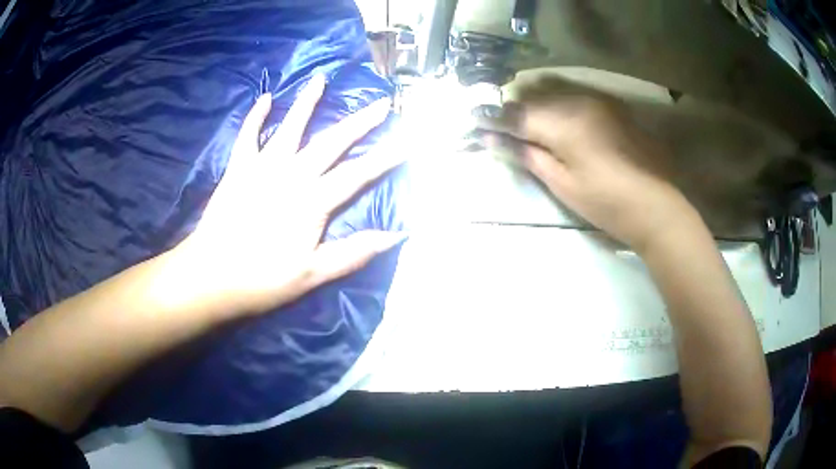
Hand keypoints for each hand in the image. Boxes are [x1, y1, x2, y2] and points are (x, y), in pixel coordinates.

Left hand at [173, 75, 405, 315]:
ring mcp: (262, 167)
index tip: (407, 140)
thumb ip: (354, 252)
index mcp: (312, 201)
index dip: (385, 158)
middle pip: (331, 142)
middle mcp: (291, 174)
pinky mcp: (238, 168)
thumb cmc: (262, 279)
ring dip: (307, 103)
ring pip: (290, 127)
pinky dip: (256, 116)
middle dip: (360, 122)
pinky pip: (248, 136)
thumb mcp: (313, 274)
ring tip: (321, 80)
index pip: (357, 174)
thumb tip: (396, 236)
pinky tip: (265, 98)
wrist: (211, 276)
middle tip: (380, 103)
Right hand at [482, 93, 699, 252]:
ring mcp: (597, 101)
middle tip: (501, 130)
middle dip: (513, 111)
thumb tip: (494, 140)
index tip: (475, 124)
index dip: (494, 119)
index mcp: (563, 122)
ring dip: (535, 106)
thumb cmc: (606, 202)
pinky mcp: (610, 107)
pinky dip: (558, 107)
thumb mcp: (562, 184)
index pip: (517, 114)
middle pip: (533, 98)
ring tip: (527, 126)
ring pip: (553, 94)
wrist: (656, 205)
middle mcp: (577, 101)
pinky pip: (574, 98)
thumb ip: (528, 155)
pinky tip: (557, 123)